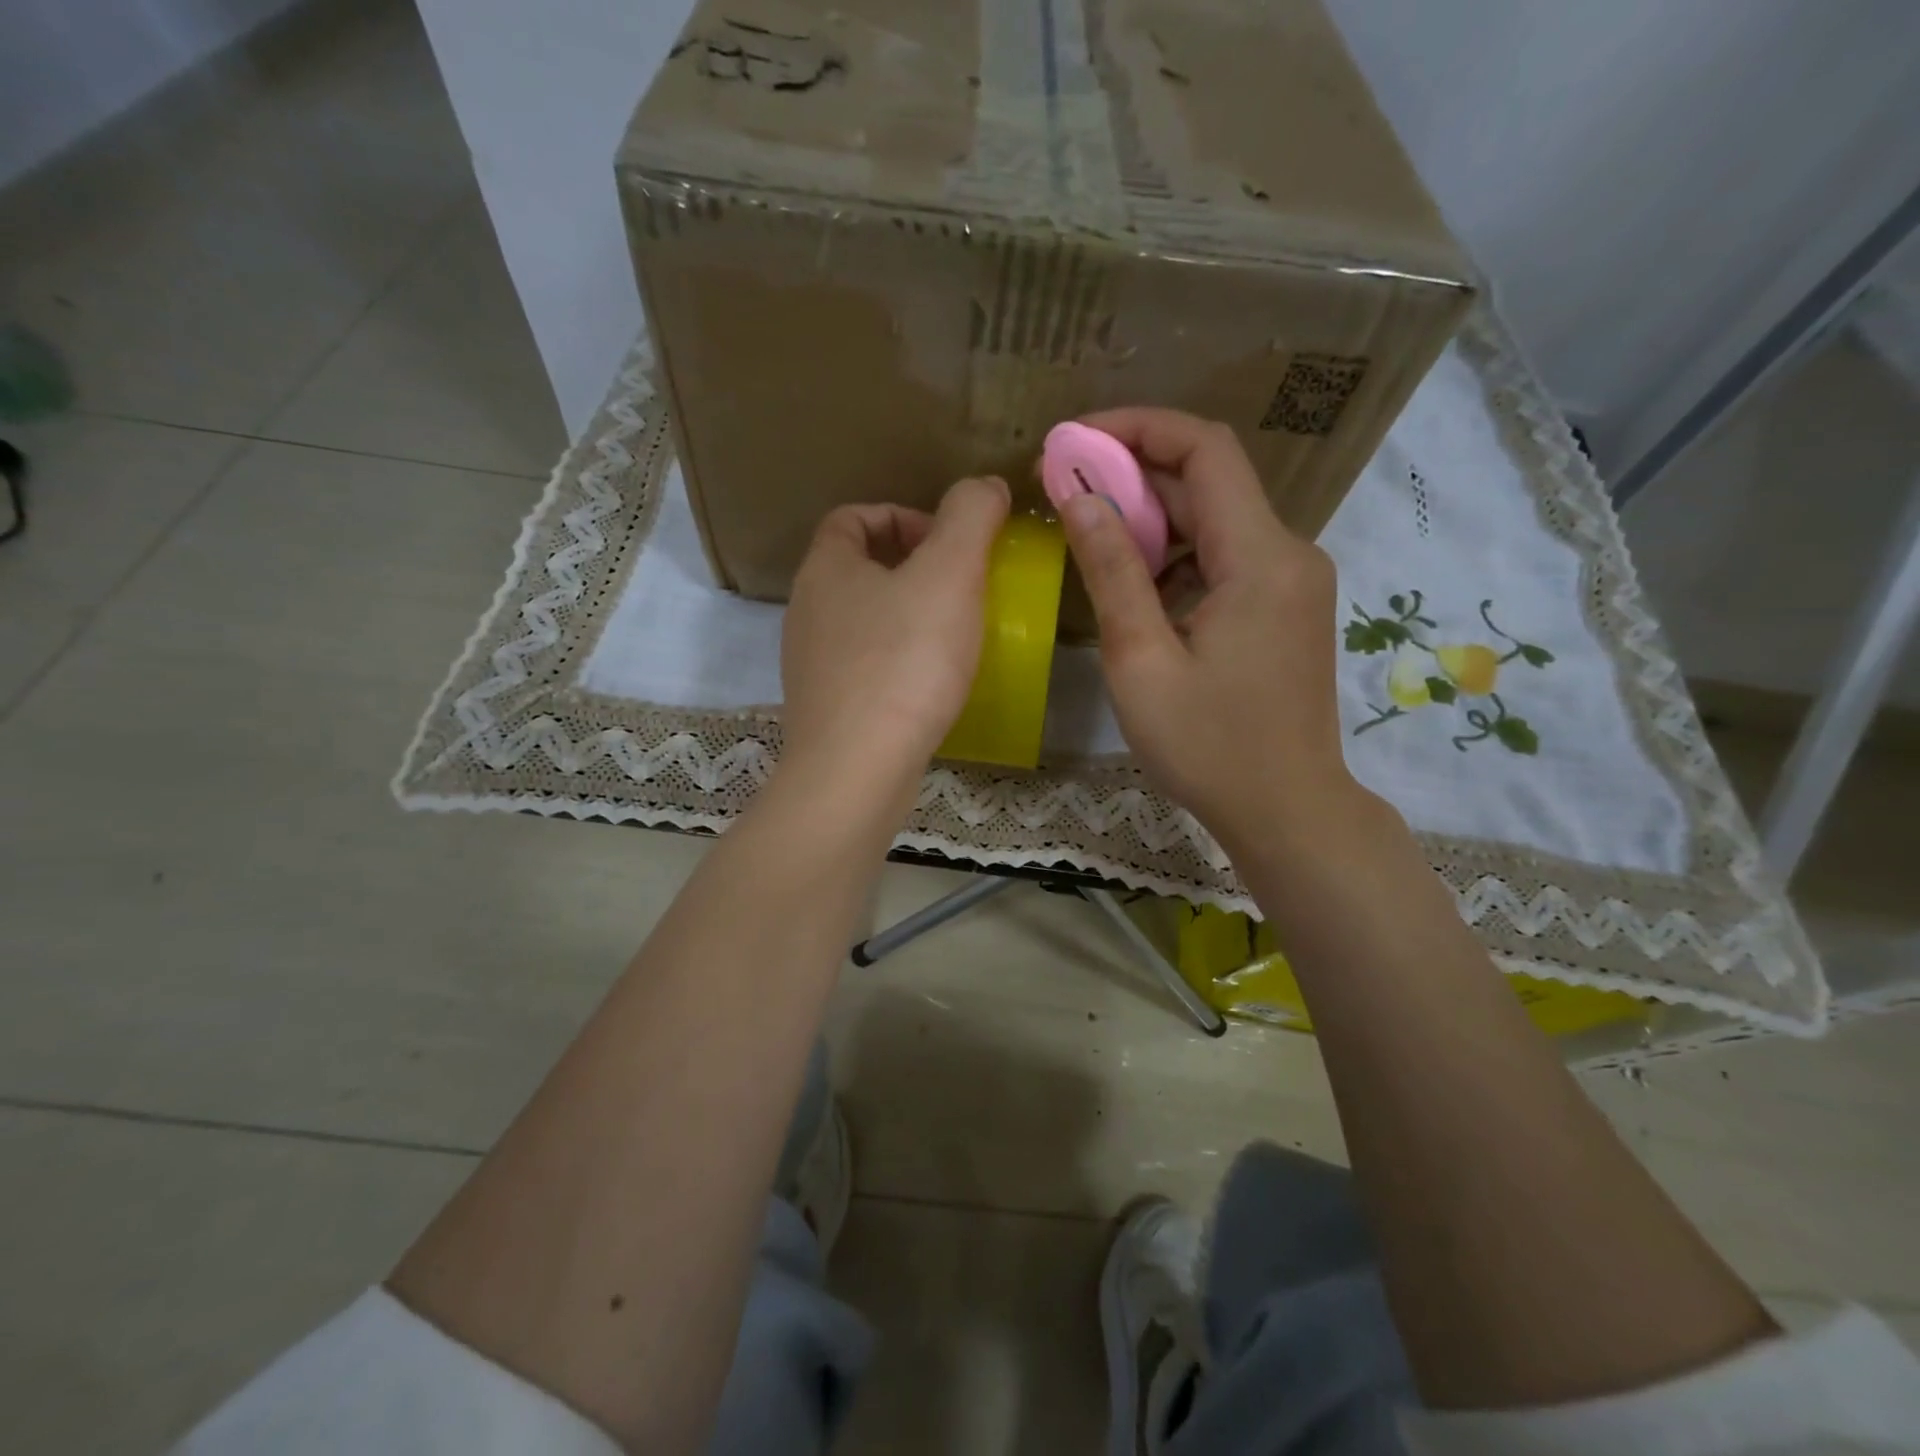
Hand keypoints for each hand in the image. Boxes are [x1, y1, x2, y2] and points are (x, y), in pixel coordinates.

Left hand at [780, 476, 1009, 800]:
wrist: (857, 769)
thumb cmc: (903, 662)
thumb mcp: (949, 573)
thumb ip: (970, 516)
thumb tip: (985, 487)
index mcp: (825, 568)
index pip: (853, 517)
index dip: (902, 516)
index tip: (948, 542)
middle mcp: (807, 611)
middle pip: (858, 568)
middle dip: (911, 567)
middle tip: (961, 587)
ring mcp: (812, 664)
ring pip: (863, 620)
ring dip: (907, 615)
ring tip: (954, 635)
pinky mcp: (828, 709)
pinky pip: (866, 666)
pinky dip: (898, 661)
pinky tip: (933, 684)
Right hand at [1059, 408, 1367, 855]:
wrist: (1287, 810)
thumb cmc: (1209, 747)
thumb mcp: (1142, 662)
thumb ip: (1112, 573)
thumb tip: (1079, 497)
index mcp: (1261, 558)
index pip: (1205, 449)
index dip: (1138, 427)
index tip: (1075, 439)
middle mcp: (1289, 553)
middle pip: (1210, 481)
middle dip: (1134, 475)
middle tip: (1064, 488)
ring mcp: (1292, 581)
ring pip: (1216, 520)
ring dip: (1152, 518)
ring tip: (1089, 537)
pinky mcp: (1285, 607)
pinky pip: (1227, 557)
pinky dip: (1177, 556)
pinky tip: (1136, 587)